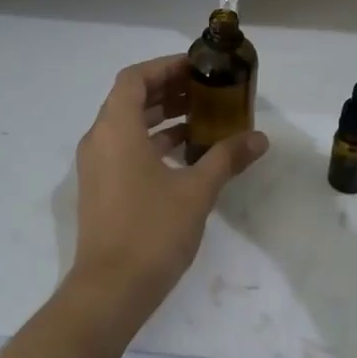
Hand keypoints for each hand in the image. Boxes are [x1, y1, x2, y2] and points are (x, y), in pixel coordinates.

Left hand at [69, 56, 268, 327]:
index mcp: (116, 129)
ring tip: (204, 119)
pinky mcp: (101, 188)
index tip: (197, 67)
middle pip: (131, 99)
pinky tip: (187, 155)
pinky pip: (126, 149)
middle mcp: (100, 140)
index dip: (165, 67)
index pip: (135, 78)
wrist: (110, 290)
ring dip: (163, 118)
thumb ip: (226, 158)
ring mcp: (97, 166)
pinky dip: (153, 143)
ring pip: (129, 126)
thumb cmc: (152, 231)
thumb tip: (260, 138)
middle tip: (207, 90)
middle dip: (169, 91)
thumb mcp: (196, 191)